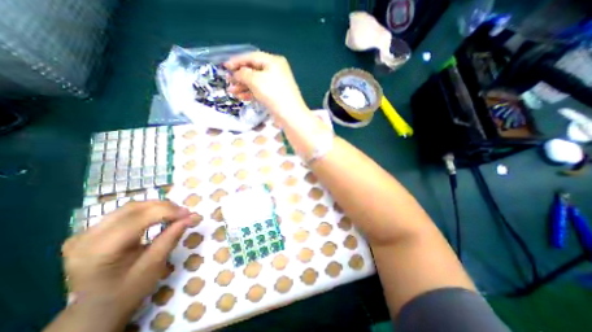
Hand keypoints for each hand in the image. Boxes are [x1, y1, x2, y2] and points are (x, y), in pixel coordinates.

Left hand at [59, 201, 194, 327]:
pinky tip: (159, 215)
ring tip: (175, 213)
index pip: (138, 219)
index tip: (190, 214)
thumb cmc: (128, 291)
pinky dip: (147, 210)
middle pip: (133, 209)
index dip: (168, 212)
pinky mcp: (91, 231)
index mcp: (98, 252)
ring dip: (157, 206)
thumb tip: (193, 216)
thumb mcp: (154, 265)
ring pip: (130, 207)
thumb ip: (172, 237)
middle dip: (164, 207)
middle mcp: (85, 238)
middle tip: (184, 213)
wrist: (97, 308)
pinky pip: (125, 212)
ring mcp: (84, 233)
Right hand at [224, 52, 309, 120]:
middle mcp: (275, 71)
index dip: (237, 61)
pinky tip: (241, 97)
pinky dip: (251, 93)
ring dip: (243, 86)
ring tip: (232, 91)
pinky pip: (261, 91)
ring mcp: (276, 84)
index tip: (225, 66)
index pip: (252, 57)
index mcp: (273, 61)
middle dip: (240, 76)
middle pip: (254, 70)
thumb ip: (243, 74)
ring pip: (256, 82)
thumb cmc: (274, 94)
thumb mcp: (256, 80)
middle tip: (228, 81)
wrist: (290, 114)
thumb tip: (237, 73)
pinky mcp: (275, 95)